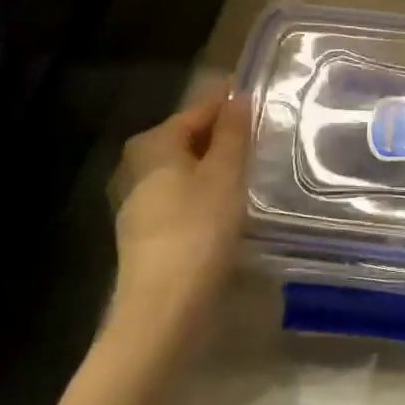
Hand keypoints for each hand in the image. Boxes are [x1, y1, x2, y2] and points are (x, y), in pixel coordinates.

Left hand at [106, 89, 251, 323]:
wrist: (163, 308)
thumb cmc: (198, 229)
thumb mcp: (225, 174)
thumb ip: (234, 132)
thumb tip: (238, 96)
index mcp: (153, 142)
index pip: (201, 109)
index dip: (234, 105)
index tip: (267, 104)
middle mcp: (137, 164)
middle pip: (191, 138)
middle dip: (227, 137)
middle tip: (266, 140)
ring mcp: (139, 200)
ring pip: (187, 168)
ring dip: (218, 166)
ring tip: (256, 171)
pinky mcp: (146, 231)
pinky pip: (183, 195)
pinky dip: (207, 192)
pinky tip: (231, 205)